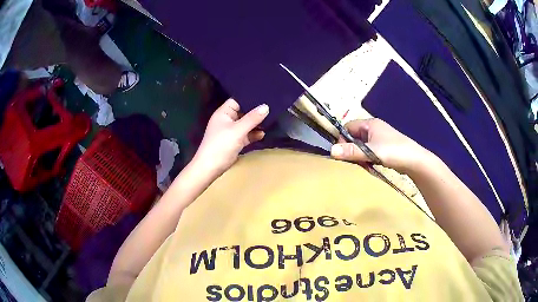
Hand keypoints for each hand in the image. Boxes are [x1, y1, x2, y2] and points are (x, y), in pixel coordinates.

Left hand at [192, 99, 268, 174]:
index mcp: (224, 113)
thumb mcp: (238, 130)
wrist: (210, 168)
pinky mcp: (234, 142)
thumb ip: (252, 118)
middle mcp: (227, 120)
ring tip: (271, 120)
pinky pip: (246, 135)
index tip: (265, 96)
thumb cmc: (221, 145)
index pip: (237, 100)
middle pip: (243, 112)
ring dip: (256, 124)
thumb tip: (266, 106)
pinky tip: (263, 134)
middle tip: (272, 107)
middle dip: (255, 111)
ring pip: (245, 124)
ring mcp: (230, 132)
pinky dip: (253, 134)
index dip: (249, 98)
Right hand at [330, 118, 431, 173]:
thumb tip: (331, 150)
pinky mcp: (384, 147)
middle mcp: (374, 128)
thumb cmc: (393, 151)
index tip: (344, 153)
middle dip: (352, 149)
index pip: (348, 127)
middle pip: (354, 136)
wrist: (415, 160)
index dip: (343, 139)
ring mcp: (380, 138)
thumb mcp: (370, 151)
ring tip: (364, 165)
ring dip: (360, 155)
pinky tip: (371, 166)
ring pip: (362, 145)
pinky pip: (369, 151)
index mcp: (370, 124)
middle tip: (355, 161)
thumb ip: (351, 151)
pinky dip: (368, 158)